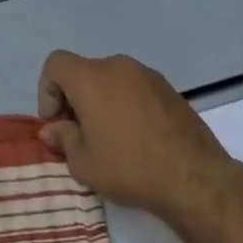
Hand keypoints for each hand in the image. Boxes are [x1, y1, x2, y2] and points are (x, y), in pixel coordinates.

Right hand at [37, 51, 236, 222]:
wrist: (195, 177)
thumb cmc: (130, 167)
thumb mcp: (84, 163)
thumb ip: (63, 139)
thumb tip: (53, 129)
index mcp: (91, 78)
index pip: (55, 64)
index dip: (47, 92)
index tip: (58, 124)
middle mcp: (118, 66)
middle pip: (83, 72)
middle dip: (74, 99)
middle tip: (80, 134)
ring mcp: (147, 75)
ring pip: (111, 80)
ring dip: (101, 102)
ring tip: (110, 138)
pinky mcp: (169, 89)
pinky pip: (135, 89)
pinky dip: (126, 105)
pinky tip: (136, 137)